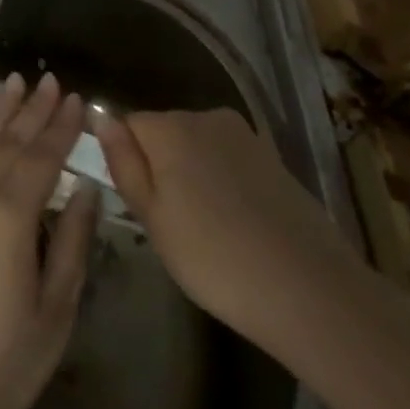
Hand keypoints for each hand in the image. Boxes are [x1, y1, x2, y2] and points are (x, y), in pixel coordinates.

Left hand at [0, 72, 100, 408]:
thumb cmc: (0, 362)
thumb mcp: (54, 311)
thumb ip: (70, 243)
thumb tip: (86, 192)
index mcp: (9, 214)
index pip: (42, 157)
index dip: (61, 127)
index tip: (76, 98)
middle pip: (7, 141)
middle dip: (31, 109)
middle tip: (49, 78)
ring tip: (12, 82)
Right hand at [90, 107, 358, 348]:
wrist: (309, 290)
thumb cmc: (213, 257)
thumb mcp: (151, 217)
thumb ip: (123, 163)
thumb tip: (100, 118)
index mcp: (169, 127)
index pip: (127, 125)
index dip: (126, 161)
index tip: (137, 202)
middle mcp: (205, 117)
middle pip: (164, 132)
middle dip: (159, 165)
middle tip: (168, 222)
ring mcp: (244, 137)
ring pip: (198, 147)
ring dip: (192, 175)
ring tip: (204, 228)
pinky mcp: (273, 159)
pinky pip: (229, 161)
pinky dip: (224, 184)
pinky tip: (236, 225)